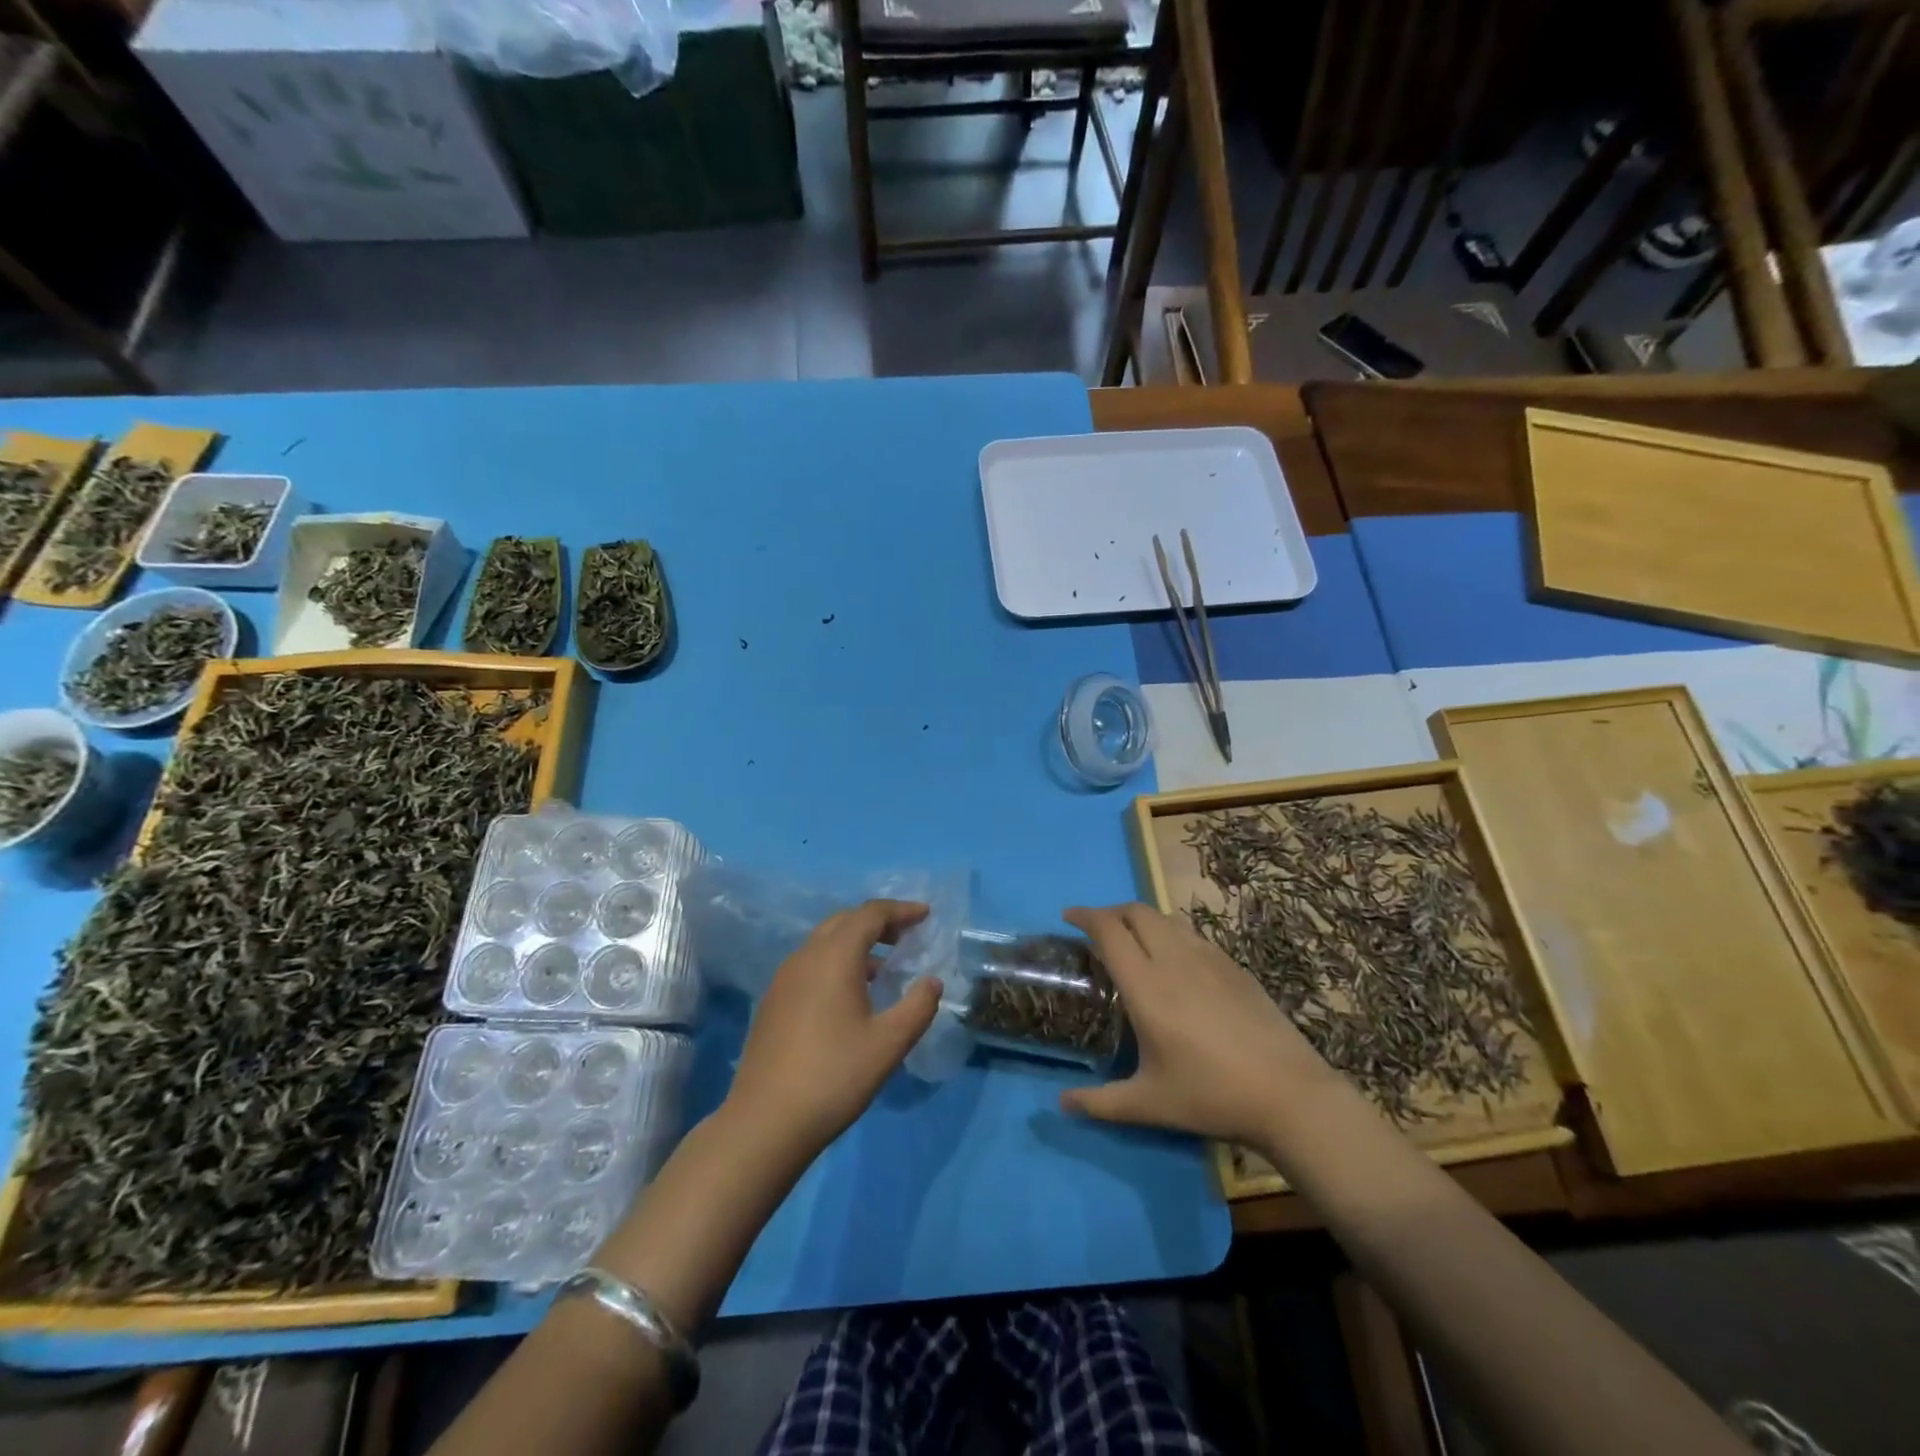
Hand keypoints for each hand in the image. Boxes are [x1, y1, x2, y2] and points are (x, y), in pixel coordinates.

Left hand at [723, 899, 942, 1160]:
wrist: (765, 1121)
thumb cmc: (834, 1076)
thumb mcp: (889, 1043)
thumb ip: (918, 1006)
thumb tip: (932, 982)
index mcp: (834, 956)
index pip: (870, 914)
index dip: (900, 910)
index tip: (925, 915)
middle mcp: (805, 957)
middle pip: (844, 921)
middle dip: (878, 922)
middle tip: (907, 936)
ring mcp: (784, 979)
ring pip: (825, 942)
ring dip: (856, 942)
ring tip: (884, 966)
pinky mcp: (773, 1001)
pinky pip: (811, 964)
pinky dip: (837, 962)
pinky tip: (850, 995)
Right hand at [1059, 902, 1333, 1146]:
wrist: (1289, 1094)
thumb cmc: (1211, 1096)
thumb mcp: (1149, 1104)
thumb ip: (1100, 1102)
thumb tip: (1062, 1104)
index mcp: (1146, 986)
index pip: (1108, 930)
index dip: (1084, 916)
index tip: (1068, 918)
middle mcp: (1173, 960)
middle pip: (1136, 912)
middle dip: (1110, 912)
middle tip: (1096, 930)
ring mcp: (1208, 958)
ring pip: (1166, 918)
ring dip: (1141, 919)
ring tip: (1132, 940)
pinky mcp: (1234, 966)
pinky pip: (1193, 935)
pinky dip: (1171, 934)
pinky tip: (1175, 961)